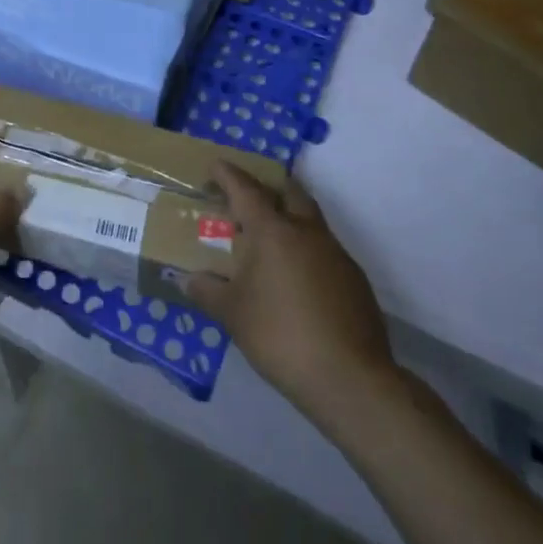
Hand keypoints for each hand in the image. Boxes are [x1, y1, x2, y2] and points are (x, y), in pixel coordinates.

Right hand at [185, 162, 393, 422]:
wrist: (349, 378)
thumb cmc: (281, 336)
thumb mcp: (233, 315)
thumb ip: (208, 291)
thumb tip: (188, 279)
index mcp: (273, 231)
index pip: (246, 189)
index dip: (228, 175)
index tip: (215, 165)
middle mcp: (306, 231)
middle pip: (288, 191)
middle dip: (268, 186)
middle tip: (247, 196)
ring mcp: (335, 253)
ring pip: (310, 218)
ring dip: (290, 216)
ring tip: (269, 239)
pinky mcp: (354, 279)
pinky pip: (325, 248)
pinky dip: (306, 249)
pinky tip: (296, 277)